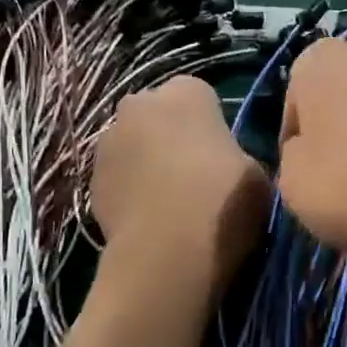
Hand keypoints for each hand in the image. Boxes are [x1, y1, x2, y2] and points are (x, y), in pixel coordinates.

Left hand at [92, 76, 269, 287]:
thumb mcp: (256, 173)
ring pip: (134, 145)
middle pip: (158, 115)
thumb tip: (225, 163)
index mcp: (186, 93)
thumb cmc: (222, 202)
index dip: (210, 123)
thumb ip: (237, 155)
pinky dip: (130, 190)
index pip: (199, 95)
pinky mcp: (90, 180)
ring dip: (147, 162)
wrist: (167, 253)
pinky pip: (118, 177)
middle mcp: (140, 104)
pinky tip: (149, 218)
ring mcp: (108, 142)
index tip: (221, 152)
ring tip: (169, 201)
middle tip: (194, 173)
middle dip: (170, 135)